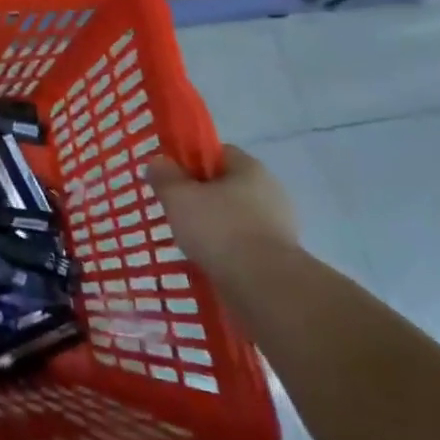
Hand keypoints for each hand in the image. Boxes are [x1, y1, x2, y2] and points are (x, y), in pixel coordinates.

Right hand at [146, 145, 299, 271]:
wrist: (265, 287)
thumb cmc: (220, 229)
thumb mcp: (178, 197)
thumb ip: (164, 176)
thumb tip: (159, 162)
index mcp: (250, 168)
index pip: (218, 152)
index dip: (191, 162)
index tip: (172, 179)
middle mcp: (271, 191)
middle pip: (226, 185)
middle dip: (201, 197)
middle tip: (177, 211)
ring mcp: (280, 226)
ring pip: (235, 217)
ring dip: (214, 226)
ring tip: (190, 241)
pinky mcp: (280, 256)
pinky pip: (245, 244)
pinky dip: (227, 250)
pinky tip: (210, 261)